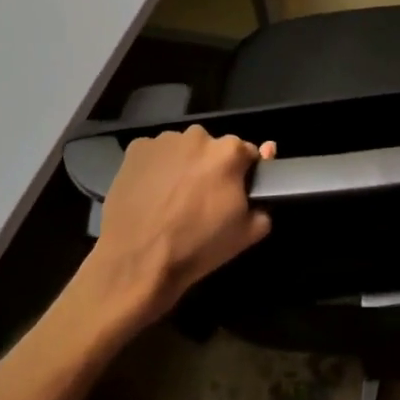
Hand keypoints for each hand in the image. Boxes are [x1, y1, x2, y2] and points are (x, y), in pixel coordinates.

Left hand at [73, 126, 276, 330]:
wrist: (137, 263)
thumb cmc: (198, 247)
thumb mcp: (247, 234)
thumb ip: (264, 203)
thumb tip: (262, 187)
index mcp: (230, 152)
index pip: (247, 154)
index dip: (243, 175)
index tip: (233, 194)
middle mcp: (198, 136)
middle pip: (213, 148)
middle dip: (211, 168)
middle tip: (200, 199)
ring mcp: (164, 141)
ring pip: (183, 150)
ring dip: (183, 165)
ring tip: (172, 199)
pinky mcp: (135, 150)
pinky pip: (154, 155)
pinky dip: (155, 168)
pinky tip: (150, 194)